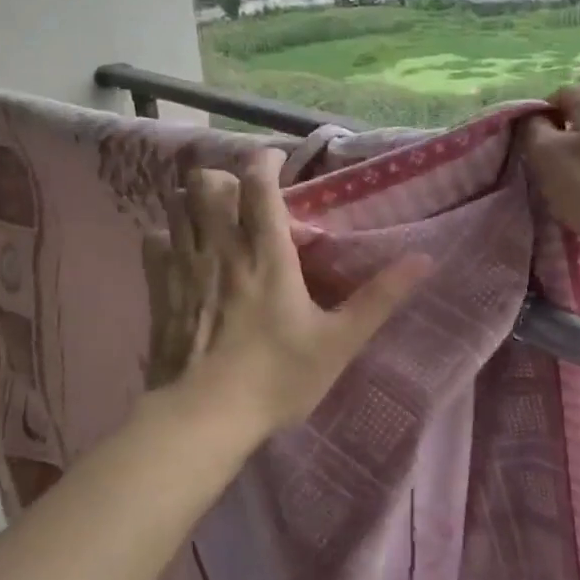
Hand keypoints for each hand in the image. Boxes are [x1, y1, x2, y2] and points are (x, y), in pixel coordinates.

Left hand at [164, 149, 429, 432]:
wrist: (204, 417)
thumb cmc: (277, 377)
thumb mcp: (339, 341)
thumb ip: (380, 298)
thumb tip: (425, 259)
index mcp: (267, 254)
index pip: (258, 184)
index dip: (264, 162)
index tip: (275, 163)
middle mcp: (222, 248)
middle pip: (207, 183)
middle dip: (224, 178)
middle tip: (245, 200)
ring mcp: (184, 267)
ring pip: (177, 205)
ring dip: (195, 201)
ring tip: (215, 219)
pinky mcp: (159, 290)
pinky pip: (154, 241)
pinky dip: (169, 236)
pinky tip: (184, 254)